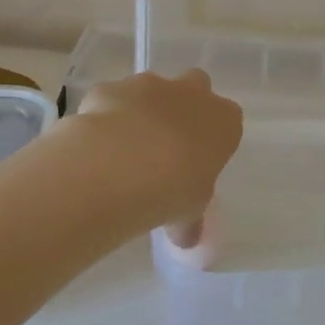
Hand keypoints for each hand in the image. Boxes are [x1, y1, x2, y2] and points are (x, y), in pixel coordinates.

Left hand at [75, 69, 242, 241]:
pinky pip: (112, 99)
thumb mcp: (188, 214)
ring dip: (143, 109)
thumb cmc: (172, 190)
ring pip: (150, 88)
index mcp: (223, 121)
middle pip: (195, 86)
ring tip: (125, 148)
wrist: (118, 165)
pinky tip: (96, 144)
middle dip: (183, 106)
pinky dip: (106, 115)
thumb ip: (188, 222)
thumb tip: (186, 239)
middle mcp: (190, 93)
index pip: (228, 119)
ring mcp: (148, 85)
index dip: (212, 137)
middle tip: (167, 143)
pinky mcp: (111, 87)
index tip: (198, 161)